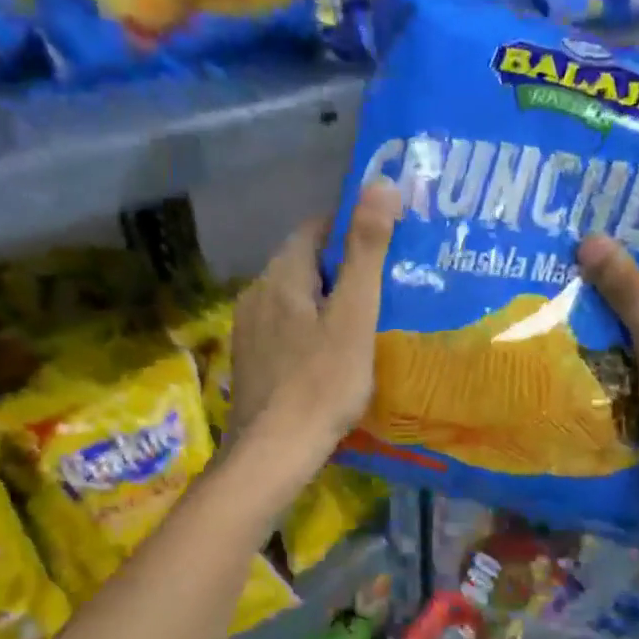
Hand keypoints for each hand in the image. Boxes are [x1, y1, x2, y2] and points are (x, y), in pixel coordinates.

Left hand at [230, 182, 401, 463]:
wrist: (273, 454)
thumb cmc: (321, 383)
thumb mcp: (354, 315)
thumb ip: (367, 252)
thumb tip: (379, 183)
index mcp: (281, 276)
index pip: (315, 228)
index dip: (351, 226)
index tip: (387, 239)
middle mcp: (257, 294)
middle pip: (305, 263)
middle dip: (343, 266)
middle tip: (388, 280)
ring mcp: (249, 331)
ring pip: (295, 298)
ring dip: (328, 299)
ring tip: (368, 316)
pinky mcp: (252, 362)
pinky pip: (287, 328)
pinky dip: (313, 328)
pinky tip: (335, 353)